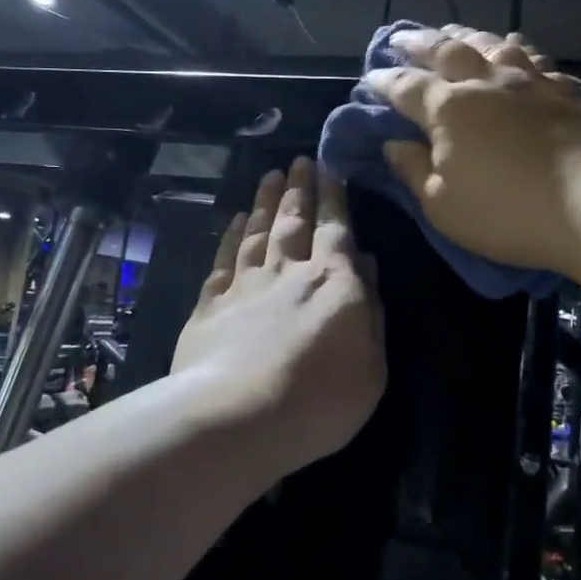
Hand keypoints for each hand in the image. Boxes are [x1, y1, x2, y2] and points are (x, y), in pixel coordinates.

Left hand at [172, 157, 385, 474]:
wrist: (237, 418)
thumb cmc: (320, 400)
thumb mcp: (371, 365)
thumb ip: (370, 311)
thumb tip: (367, 265)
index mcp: (332, 283)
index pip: (335, 229)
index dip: (333, 198)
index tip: (329, 168)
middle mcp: (287, 273)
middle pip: (293, 221)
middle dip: (298, 189)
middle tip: (298, 161)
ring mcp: (245, 286)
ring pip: (257, 232)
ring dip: (264, 202)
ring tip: (269, 176)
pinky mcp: (210, 305)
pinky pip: (224, 260)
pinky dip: (231, 237)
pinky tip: (234, 221)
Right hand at [366, 24, 580, 278]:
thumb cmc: (508, 213)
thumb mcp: (443, 206)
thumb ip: (413, 171)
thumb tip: (392, 144)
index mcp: (449, 110)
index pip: (406, 87)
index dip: (384, 80)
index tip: (369, 76)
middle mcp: (487, 83)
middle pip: (447, 51)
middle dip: (419, 43)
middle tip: (402, 38)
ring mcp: (531, 83)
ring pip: (492, 45)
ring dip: (467, 36)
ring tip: (454, 32)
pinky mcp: (567, 92)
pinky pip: (535, 59)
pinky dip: (517, 49)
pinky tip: (515, 48)